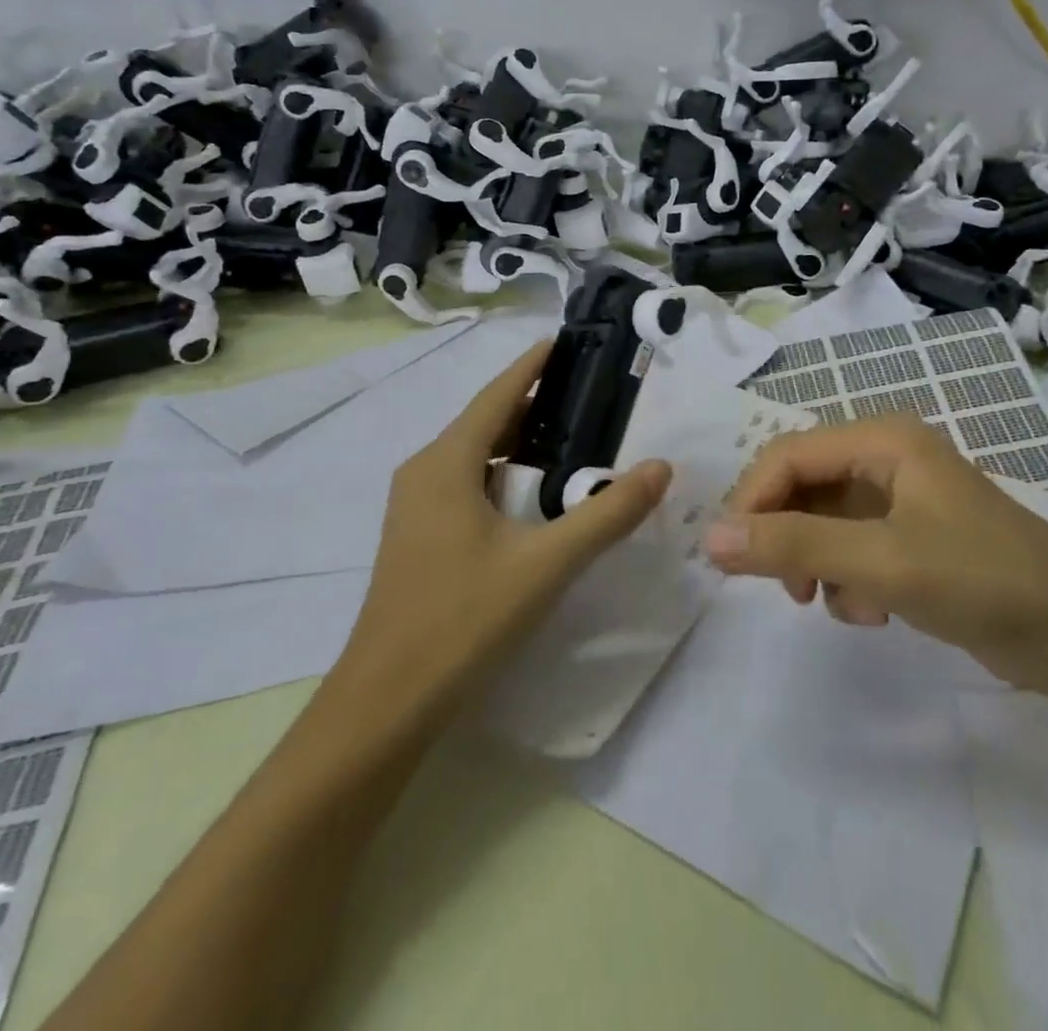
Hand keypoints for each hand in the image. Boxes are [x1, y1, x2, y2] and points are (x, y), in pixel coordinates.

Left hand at [329, 341, 671, 713]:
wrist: (386, 704)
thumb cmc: (463, 620)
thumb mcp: (547, 564)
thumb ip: (608, 514)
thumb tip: (660, 467)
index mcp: (446, 463)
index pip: (497, 395)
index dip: (533, 366)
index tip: (568, 342)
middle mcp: (425, 473)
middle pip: (488, 422)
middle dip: (537, 406)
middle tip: (593, 397)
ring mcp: (417, 508)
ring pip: (478, 457)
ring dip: (523, 445)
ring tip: (578, 440)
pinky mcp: (421, 539)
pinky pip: (470, 486)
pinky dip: (508, 477)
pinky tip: (541, 498)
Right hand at [707, 414, 1047, 690]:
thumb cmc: (981, 579)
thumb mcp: (881, 561)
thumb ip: (794, 545)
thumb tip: (710, 536)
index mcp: (883, 441)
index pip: (789, 454)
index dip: (751, 498)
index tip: (728, 554)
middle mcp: (888, 459)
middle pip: (804, 486)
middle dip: (787, 535)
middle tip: (786, 588)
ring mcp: (902, 500)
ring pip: (824, 521)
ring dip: (819, 563)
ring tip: (841, 603)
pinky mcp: (912, 538)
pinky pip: (852, 548)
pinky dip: (849, 579)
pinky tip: (874, 611)